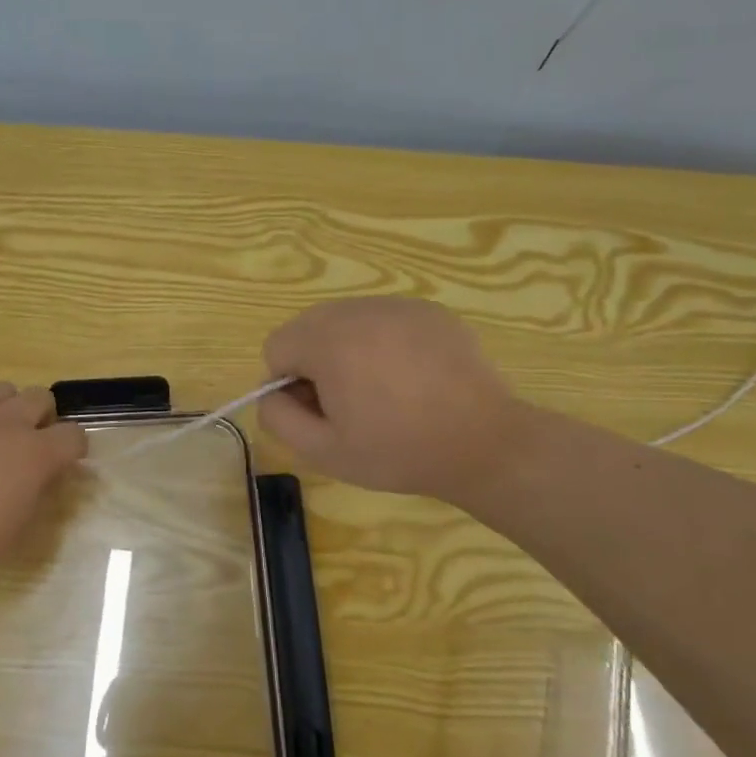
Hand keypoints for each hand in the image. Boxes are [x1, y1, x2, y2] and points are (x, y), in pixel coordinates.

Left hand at [0, 382, 87, 595]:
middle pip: (41, 396)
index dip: (73, 449)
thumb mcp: (17, 530)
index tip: (65, 463)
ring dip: (5, 407)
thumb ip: (36, 493)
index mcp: (36, 455)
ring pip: (2, 388)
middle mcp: (8, 424)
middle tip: (28, 444)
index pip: (74, 435)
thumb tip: (44, 476)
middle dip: (42, 417)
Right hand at [258, 297, 523, 501]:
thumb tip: (270, 393)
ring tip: (384, 390)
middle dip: (315, 362)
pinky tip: (412, 378)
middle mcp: (358, 310)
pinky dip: (383, 342)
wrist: (485, 443)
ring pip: (345, 320)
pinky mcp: (428, 310)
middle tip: (350, 403)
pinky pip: (383, 319)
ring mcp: (397, 305)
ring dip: (348, 350)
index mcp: (328, 341)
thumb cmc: (399, 451)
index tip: (321, 411)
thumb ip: (278, 418)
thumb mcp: (323, 451)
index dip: (288, 384)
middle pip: (308, 327)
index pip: (277, 346)